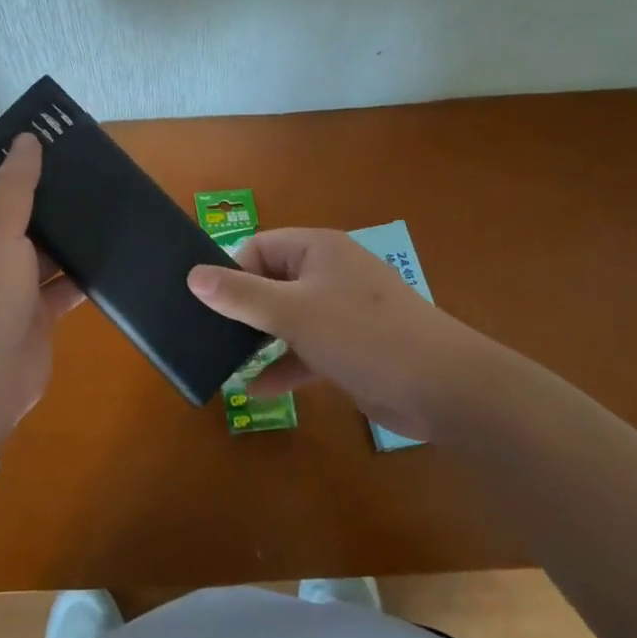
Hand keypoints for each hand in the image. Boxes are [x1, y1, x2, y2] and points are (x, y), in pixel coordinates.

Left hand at [0, 133, 84, 446]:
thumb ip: (14, 186)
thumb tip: (27, 140)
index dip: (11, 157)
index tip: (50, 135)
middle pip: (17, 210)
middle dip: (49, 191)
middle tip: (90, 163)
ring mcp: (8, 283)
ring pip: (43, 245)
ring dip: (69, 229)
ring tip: (108, 197)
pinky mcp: (35, 311)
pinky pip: (62, 280)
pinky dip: (83, 268)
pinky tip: (112, 247)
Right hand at [187, 228, 486, 441]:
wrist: (443, 388)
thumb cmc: (363, 335)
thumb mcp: (293, 313)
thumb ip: (241, 296)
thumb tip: (193, 276)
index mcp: (316, 249)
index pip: (259, 247)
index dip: (232, 273)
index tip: (211, 307)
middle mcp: (328, 273)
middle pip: (271, 282)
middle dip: (242, 310)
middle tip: (208, 336)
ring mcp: (341, 311)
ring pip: (287, 317)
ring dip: (259, 339)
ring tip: (223, 363)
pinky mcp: (350, 346)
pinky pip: (306, 348)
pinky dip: (284, 364)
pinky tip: (256, 389)